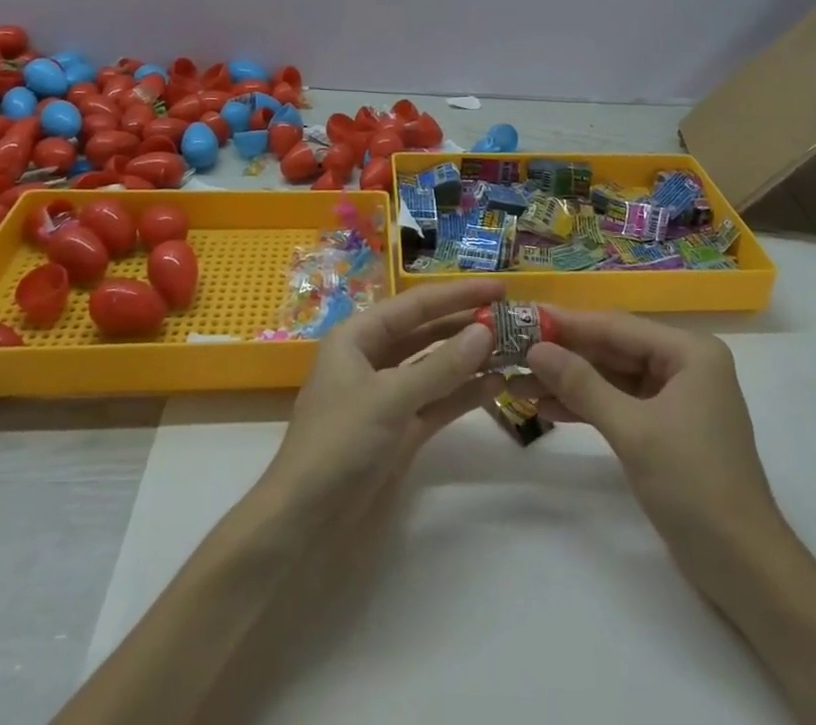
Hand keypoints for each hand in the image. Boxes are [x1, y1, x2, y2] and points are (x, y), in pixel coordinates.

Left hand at [261, 277, 504, 518]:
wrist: (303, 528)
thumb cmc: (338, 445)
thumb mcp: (389, 398)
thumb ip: (440, 366)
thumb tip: (486, 332)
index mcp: (357, 338)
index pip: (415, 305)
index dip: (457, 294)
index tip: (499, 288)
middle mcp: (372, 360)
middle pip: (426, 333)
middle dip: (465, 325)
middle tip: (512, 319)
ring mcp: (387, 398)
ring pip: (435, 368)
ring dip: (469, 360)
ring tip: (512, 349)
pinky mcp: (400, 433)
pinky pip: (437, 402)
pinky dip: (463, 394)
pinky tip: (495, 385)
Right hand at [517, 308, 778, 587]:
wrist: (745, 569)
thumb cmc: (693, 485)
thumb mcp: (633, 430)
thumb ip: (582, 384)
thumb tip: (536, 348)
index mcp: (690, 351)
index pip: (617, 325)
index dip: (568, 323)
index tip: (523, 317)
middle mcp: (685, 364)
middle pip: (614, 348)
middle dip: (566, 354)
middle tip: (515, 350)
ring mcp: (677, 397)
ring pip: (614, 377)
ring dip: (571, 381)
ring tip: (520, 382)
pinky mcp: (668, 428)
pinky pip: (621, 403)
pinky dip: (589, 406)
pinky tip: (548, 407)